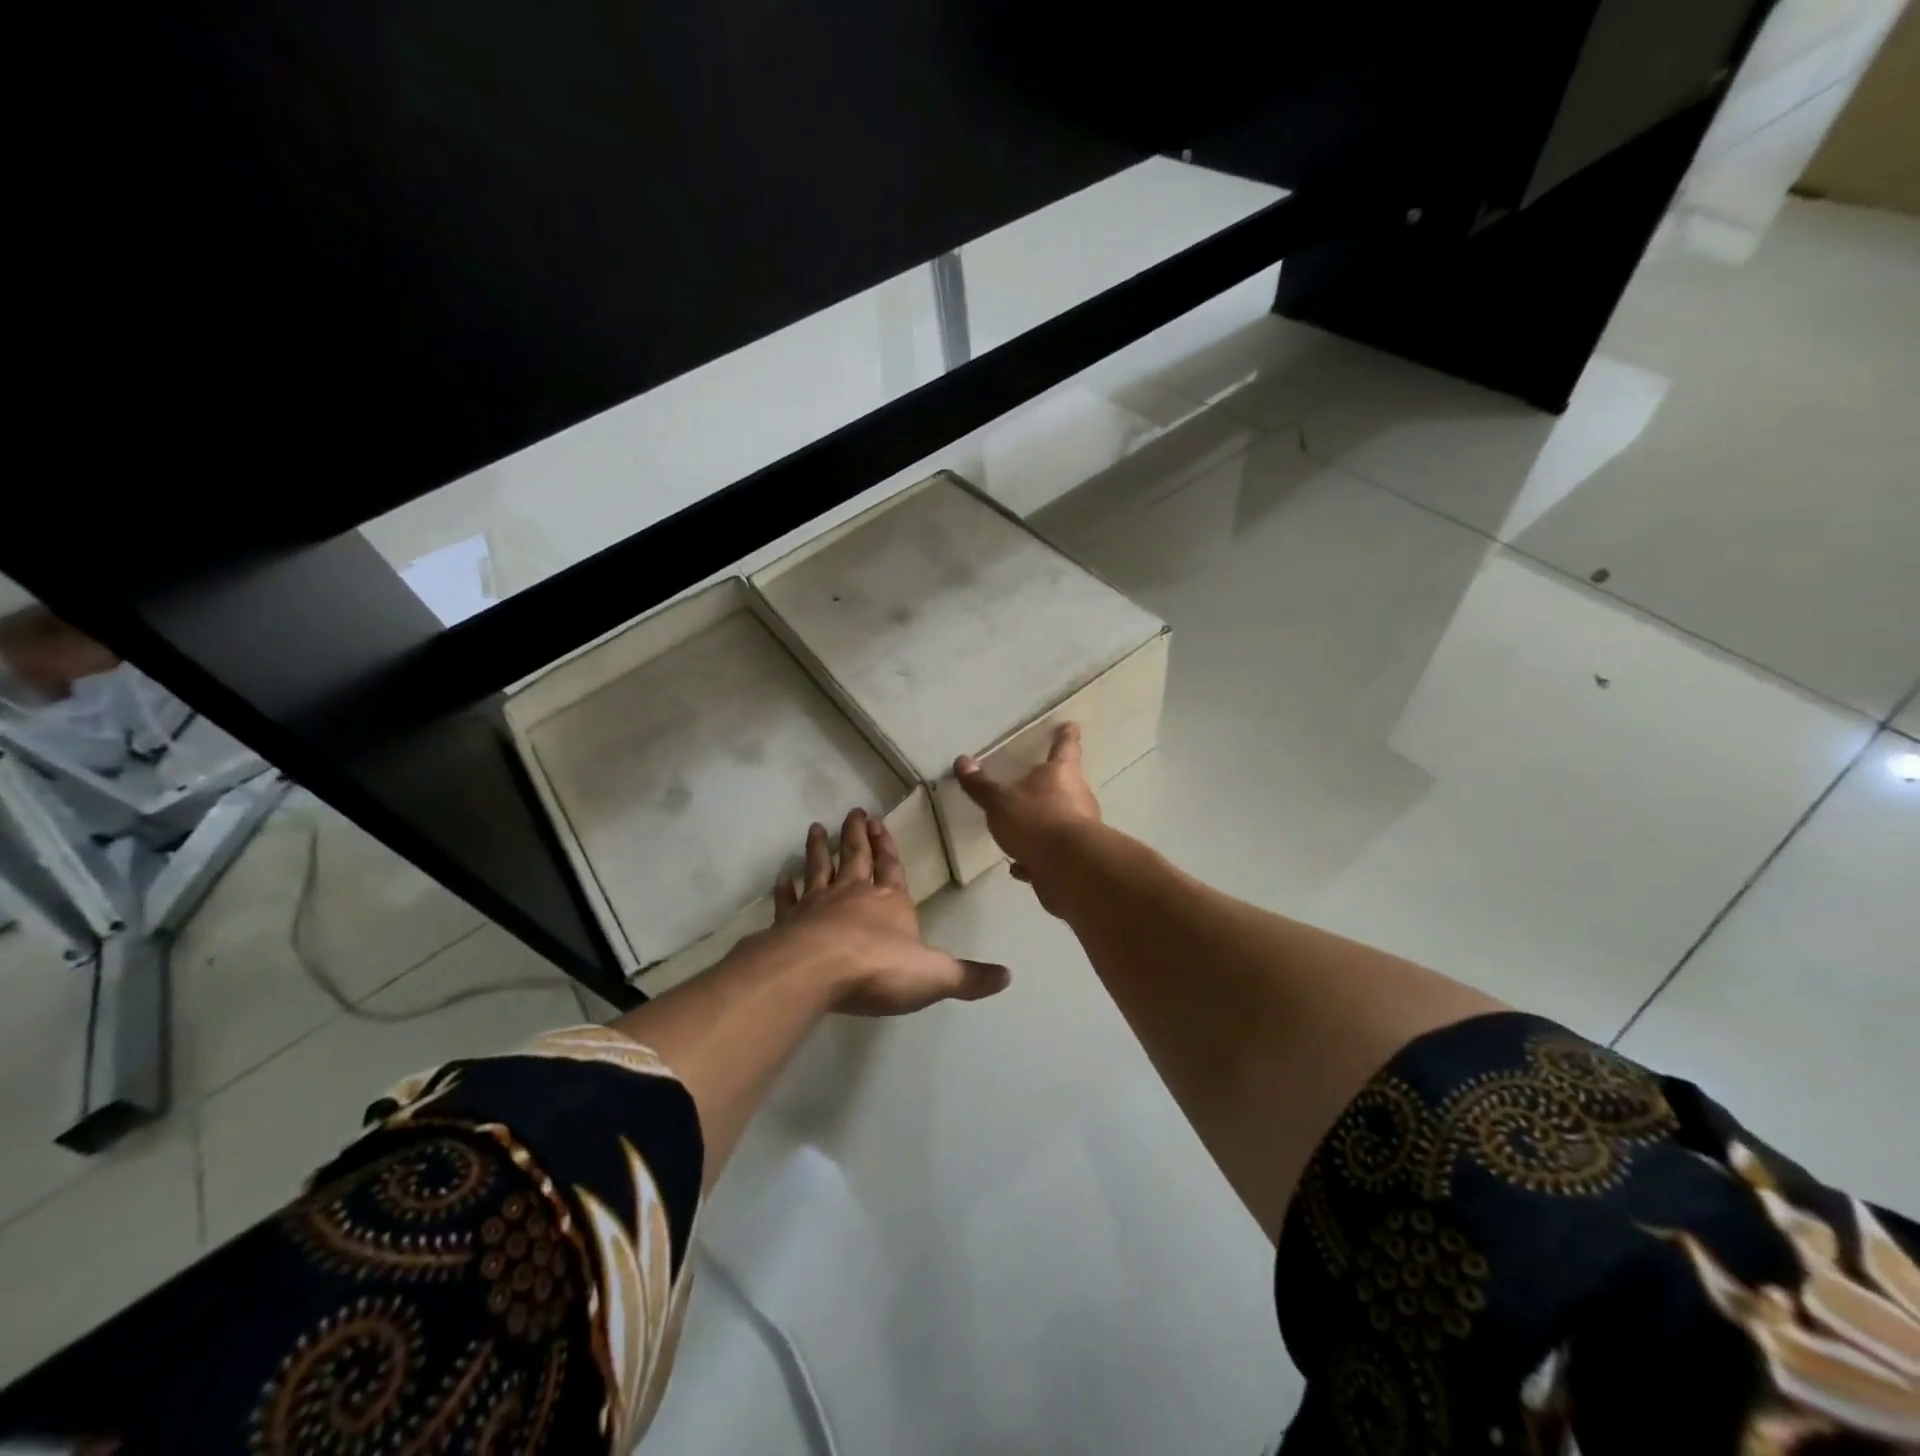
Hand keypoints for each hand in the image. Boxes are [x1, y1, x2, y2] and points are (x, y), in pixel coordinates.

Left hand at [768, 808, 1010, 1015]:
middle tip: (853, 811)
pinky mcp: (789, 923)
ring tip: (816, 828)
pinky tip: (781, 878)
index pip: (892, 867)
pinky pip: (787, 901)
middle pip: (855, 857)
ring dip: (819, 849)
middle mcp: (853, 894)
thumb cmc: (880, 968)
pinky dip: (785, 889)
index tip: (879, 821)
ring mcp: (818, 905)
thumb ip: (969, 977)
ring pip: (819, 869)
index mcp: (890, 901)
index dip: (888, 846)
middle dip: (856, 835)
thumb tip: (1008, 976)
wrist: (817, 971)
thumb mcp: (935, 975)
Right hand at [954, 722, 1101, 913]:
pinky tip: (1019, 866)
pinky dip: (1035, 857)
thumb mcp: (1000, 802)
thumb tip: (961, 761)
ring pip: (1060, 820)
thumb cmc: (1036, 821)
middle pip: (1066, 784)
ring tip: (1019, 829)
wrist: (1069, 869)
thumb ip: (981, 785)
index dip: (1066, 736)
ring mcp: (1079, 829)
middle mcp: (1077, 797)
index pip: (1065, 747)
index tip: (1071, 726)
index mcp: (1061, 774)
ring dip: (1042, 823)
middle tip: (1036, 782)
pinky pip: (1051, 854)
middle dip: (1052, 784)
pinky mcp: (1074, 859)